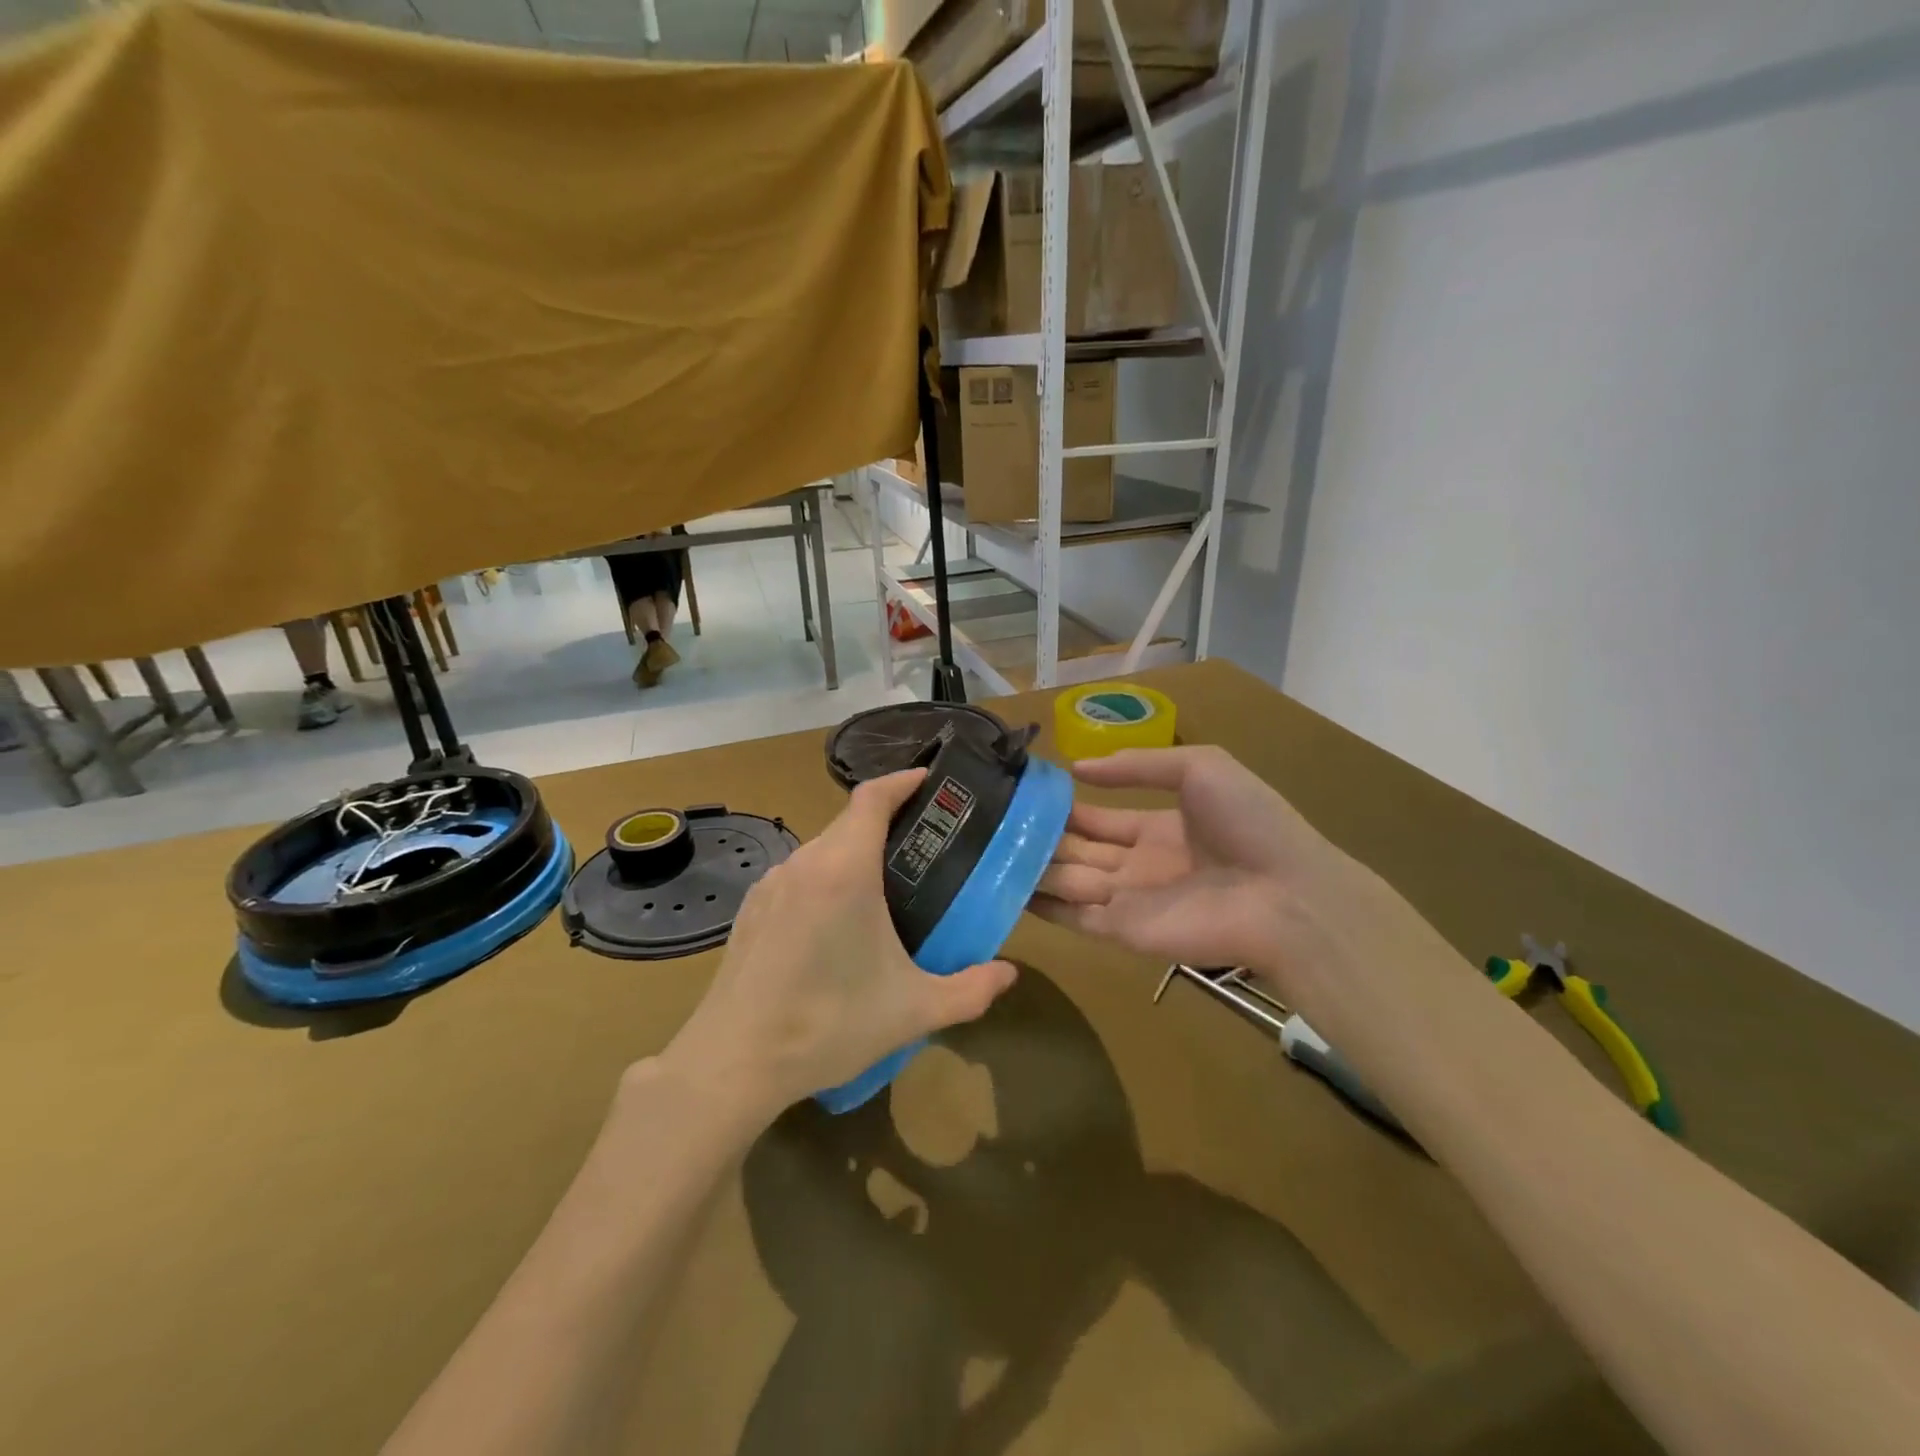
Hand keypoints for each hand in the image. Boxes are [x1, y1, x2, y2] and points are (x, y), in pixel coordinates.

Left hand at [660, 769, 1016, 1124]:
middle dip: (886, 822)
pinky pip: (798, 876)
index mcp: (844, 870)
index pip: (872, 798)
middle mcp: (804, 863)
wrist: (733, 1062)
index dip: (902, 781)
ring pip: (821, 850)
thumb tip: (1009, 974)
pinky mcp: (750, 910)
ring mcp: (770, 885)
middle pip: (848, 822)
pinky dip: (825, 879)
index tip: (930, 781)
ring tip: (886, 886)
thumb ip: (970, 990)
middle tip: (924, 844)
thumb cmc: (828, 1024)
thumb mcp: (912, 1011)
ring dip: (854, 853)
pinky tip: (836, 923)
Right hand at [1033, 746, 1453, 1014]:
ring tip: (986, 852)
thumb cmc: (1248, 822)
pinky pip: (1073, 918)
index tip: (1023, 794)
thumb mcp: (1199, 766)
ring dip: (1033, 869)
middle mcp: (1138, 864)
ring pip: (1068, 882)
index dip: (1064, 806)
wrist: (1286, 894)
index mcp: (1158, 827)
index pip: (1099, 817)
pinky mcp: (1123, 932)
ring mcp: (1129, 900)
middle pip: (1078, 850)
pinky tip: (1005, 890)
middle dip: (1041, 838)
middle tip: (993, 823)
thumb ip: (1139, 764)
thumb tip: (1078, 768)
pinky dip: (1041, 907)